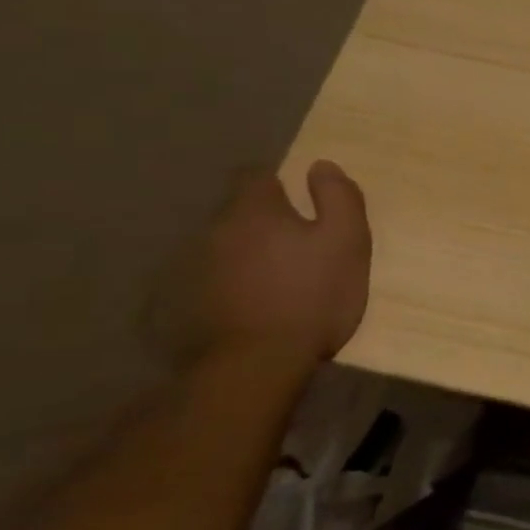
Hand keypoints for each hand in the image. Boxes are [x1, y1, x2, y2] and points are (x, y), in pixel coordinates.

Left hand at [150, 162, 370, 371]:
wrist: (256, 363)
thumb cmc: (313, 294)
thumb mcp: (347, 240)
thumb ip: (339, 197)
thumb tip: (321, 166)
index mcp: (255, 210)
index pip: (256, 175)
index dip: (278, 182)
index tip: (300, 199)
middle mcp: (215, 230)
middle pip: (238, 212)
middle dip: (264, 220)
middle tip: (297, 244)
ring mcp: (193, 268)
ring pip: (224, 246)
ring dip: (245, 253)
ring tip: (274, 277)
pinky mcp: (182, 304)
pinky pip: (210, 280)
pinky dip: (230, 283)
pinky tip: (251, 303)